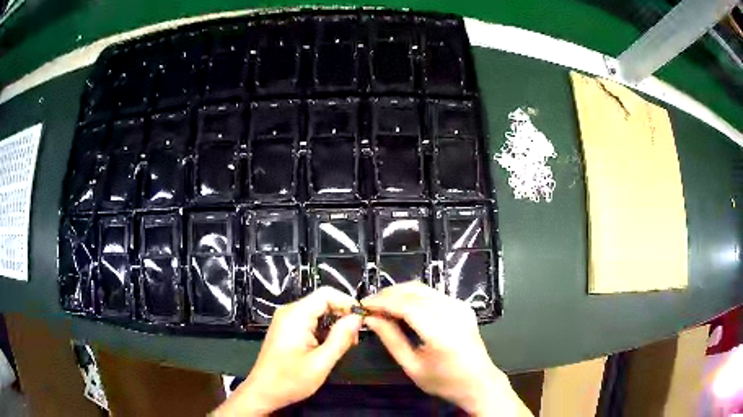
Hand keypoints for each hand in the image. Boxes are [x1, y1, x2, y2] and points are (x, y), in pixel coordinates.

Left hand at [214, 287, 361, 415]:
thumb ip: (340, 338)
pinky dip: (325, 330)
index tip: (362, 320)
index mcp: (295, 315)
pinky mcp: (287, 329)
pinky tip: (331, 346)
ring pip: (318, 311)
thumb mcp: (320, 363)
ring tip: (347, 344)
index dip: (347, 302)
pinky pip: (311, 321)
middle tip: (355, 338)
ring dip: (335, 324)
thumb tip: (357, 318)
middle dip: (343, 315)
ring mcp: (287, 320)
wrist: (263, 392)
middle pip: (323, 301)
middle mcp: (289, 312)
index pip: (326, 294)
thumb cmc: (290, 380)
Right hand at [362, 281, 530, 416]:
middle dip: (389, 294)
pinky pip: (433, 294)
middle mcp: (453, 312)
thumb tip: (371, 319)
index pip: (406, 306)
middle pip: (415, 291)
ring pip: (424, 289)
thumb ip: (391, 340)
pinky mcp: (463, 305)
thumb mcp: (412, 366)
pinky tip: (402, 307)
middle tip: (370, 305)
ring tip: (382, 305)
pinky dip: (414, 296)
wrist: (479, 382)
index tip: (363, 304)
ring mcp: (460, 306)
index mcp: (441, 332)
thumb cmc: (444, 381)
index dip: (382, 302)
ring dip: (400, 293)